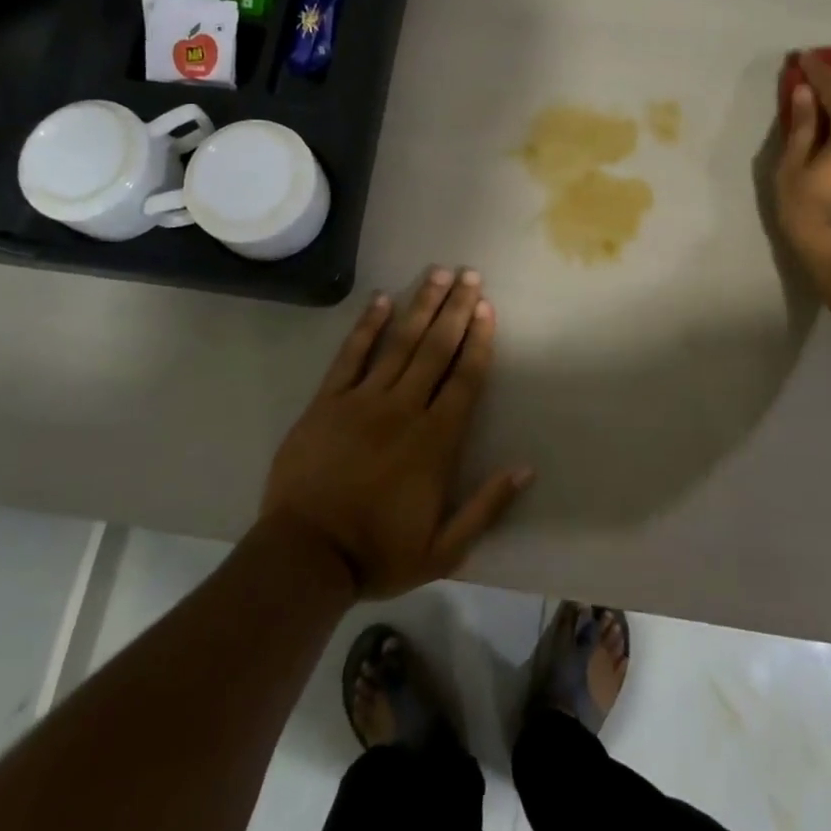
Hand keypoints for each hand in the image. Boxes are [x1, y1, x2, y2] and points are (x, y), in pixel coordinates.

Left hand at [260, 268, 533, 598]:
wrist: (305, 557)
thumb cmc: (377, 553)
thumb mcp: (444, 550)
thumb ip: (486, 507)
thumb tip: (525, 468)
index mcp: (434, 441)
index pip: (464, 379)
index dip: (478, 340)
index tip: (487, 308)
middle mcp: (403, 409)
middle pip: (436, 349)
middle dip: (456, 309)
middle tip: (470, 275)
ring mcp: (362, 400)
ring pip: (398, 343)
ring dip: (420, 306)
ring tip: (437, 273)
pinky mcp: (327, 401)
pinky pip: (350, 355)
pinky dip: (366, 325)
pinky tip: (381, 299)